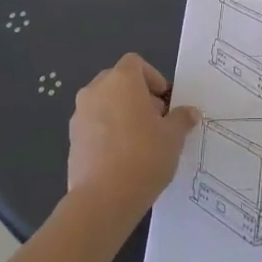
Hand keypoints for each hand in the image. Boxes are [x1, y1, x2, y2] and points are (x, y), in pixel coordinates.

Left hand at [67, 53, 199, 223]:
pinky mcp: (71, 139)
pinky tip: (121, 157)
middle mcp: (96, 90)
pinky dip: (106, 131)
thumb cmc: (144, 156)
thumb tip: (190, 113)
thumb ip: (181, 119)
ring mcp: (79, 114)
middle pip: (118, 81)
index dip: (153, 77)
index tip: (164, 102)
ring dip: (120, 113)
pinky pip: (93, 125)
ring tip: (138, 141)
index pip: (135, 63)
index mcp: (121, 80)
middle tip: (154, 120)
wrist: (103, 199)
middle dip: (136, 95)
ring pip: (103, 103)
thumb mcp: (173, 137)